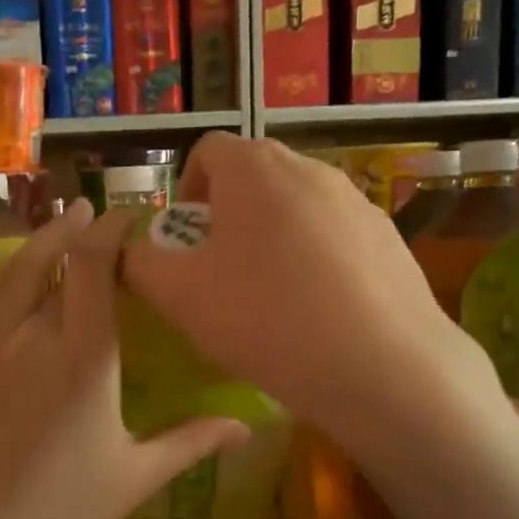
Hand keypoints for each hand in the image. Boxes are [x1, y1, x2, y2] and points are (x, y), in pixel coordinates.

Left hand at [0, 199, 248, 518]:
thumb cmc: (58, 513)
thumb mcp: (135, 478)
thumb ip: (192, 444)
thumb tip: (248, 429)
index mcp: (86, 358)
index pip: (99, 266)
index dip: (116, 231)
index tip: (135, 217)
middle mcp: (35, 336)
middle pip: (63, 262)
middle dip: (89, 231)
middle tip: (106, 217)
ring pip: (16, 272)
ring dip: (44, 237)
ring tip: (66, 214)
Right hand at [122, 134, 507, 458]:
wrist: (383, 367)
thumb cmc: (266, 319)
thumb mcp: (180, 296)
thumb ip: (140, 263)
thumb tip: (129, 251)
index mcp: (255, 168)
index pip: (206, 151)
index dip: (184, 192)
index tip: (184, 243)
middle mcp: (310, 168)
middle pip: (252, 179)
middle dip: (225, 219)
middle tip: (219, 275)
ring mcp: (357, 201)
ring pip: (294, 210)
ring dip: (270, 240)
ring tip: (269, 301)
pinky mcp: (389, 238)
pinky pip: (334, 238)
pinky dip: (313, 261)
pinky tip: (316, 314)